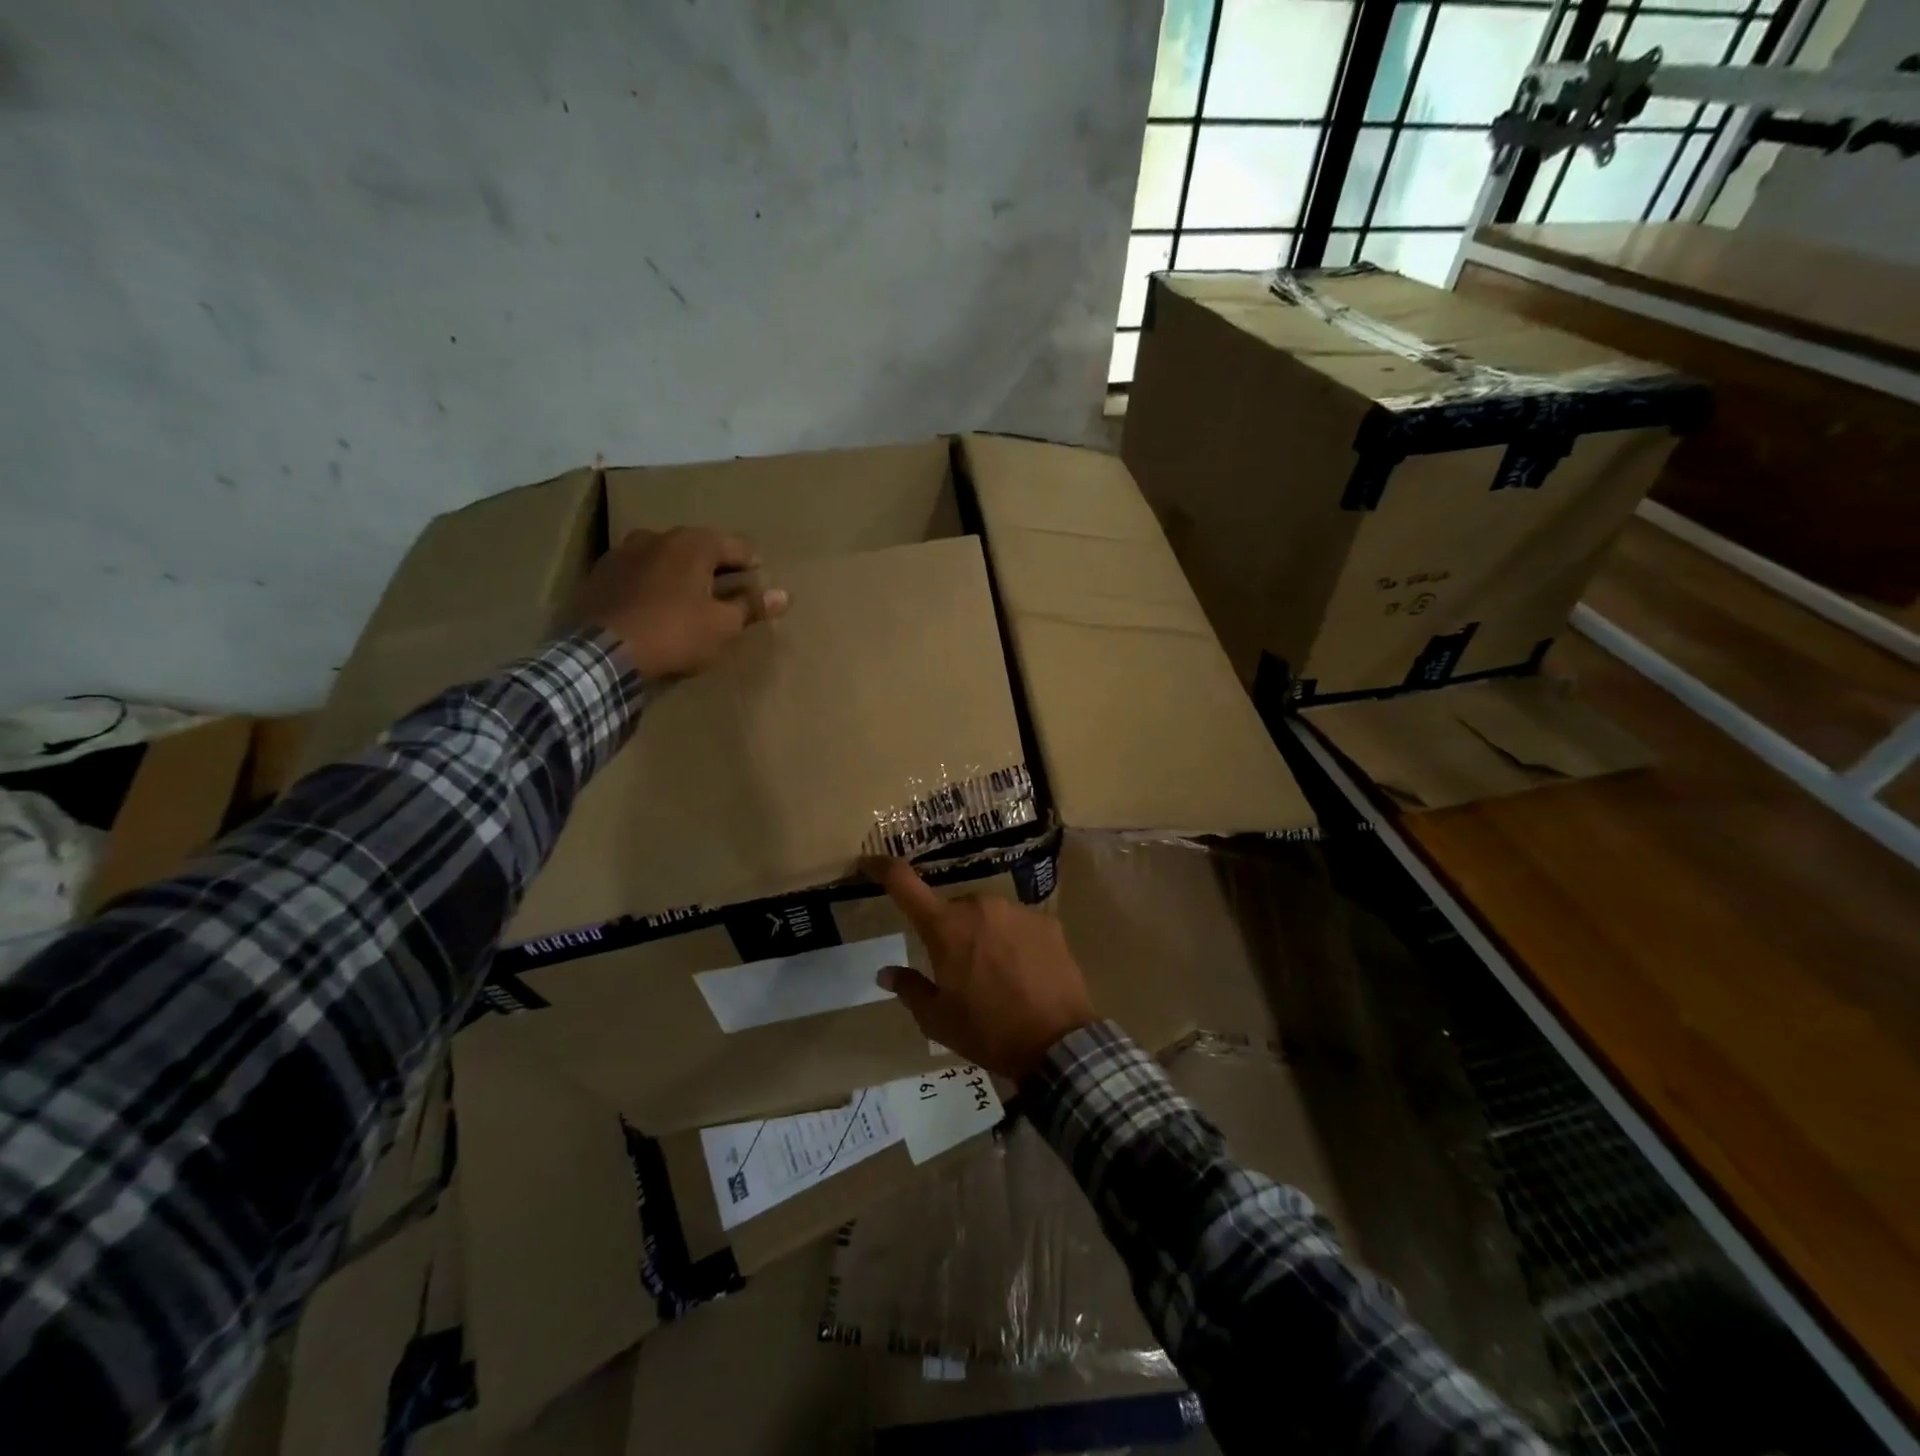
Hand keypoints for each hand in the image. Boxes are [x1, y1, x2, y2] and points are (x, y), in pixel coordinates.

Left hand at [574, 527, 788, 678]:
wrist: (602, 653)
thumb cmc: (675, 634)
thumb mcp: (722, 625)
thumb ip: (751, 606)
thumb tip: (784, 595)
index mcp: (693, 543)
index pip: (737, 546)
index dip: (753, 566)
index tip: (759, 586)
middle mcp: (658, 535)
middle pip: (699, 548)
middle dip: (715, 568)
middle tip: (727, 595)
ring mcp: (624, 551)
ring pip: (666, 558)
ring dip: (681, 574)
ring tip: (689, 602)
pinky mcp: (600, 573)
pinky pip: (639, 573)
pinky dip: (652, 584)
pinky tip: (655, 608)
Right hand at [863, 855, 1096, 1081]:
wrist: (1056, 1042)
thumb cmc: (987, 1031)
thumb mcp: (937, 1020)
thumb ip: (909, 989)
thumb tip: (885, 973)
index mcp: (945, 927)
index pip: (904, 884)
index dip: (883, 868)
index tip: (870, 861)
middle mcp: (979, 906)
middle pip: (953, 910)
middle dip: (950, 933)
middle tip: (959, 972)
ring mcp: (1016, 910)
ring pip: (987, 916)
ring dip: (984, 936)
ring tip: (996, 977)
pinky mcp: (1046, 921)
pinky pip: (1018, 925)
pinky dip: (1014, 942)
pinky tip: (1024, 973)